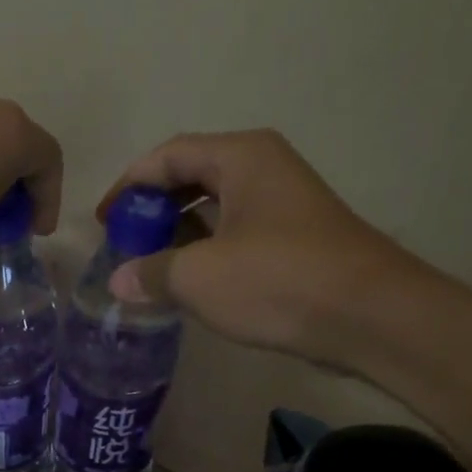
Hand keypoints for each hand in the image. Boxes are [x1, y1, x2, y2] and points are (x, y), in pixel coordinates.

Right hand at [101, 130, 436, 366]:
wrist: (367, 316)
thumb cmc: (277, 281)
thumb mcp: (198, 277)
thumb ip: (151, 273)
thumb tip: (119, 282)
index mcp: (240, 157)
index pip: (168, 156)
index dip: (129, 186)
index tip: (104, 222)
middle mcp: (263, 168)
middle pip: (191, 177)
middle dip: (152, 211)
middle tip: (123, 245)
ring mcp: (282, 204)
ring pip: (213, 208)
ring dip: (176, 235)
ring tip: (147, 268)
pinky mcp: (292, 239)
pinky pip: (234, 234)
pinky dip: (203, 252)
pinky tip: (186, 283)